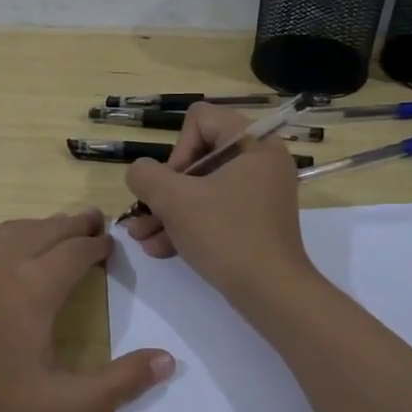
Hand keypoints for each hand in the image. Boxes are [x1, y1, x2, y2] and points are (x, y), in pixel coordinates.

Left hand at [0, 208, 172, 411]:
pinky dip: (7, 243)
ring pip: (10, 232)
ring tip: (54, 230)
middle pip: (44, 231)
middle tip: (92, 220)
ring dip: (38, 226)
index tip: (109, 243)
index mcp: (35, 288)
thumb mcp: (66, 407)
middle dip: (72, 223)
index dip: (95, 245)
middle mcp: (3, 267)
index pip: (74, 252)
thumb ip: (120, 384)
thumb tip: (168, 361)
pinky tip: (5, 263)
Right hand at [122, 104, 317, 308]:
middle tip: (147, 214)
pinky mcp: (254, 220)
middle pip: (197, 156)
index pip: (200, 119)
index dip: (177, 149)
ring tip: (141, 237)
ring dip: (168, 211)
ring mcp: (259, 192)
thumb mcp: (175, 200)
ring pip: (202, 188)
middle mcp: (260, 161)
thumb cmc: (225, 235)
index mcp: (253, 142)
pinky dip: (188, 225)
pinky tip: (159, 249)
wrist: (271, 292)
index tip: (172, 184)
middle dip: (164, 189)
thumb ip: (146, 176)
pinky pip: (214, 210)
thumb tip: (140, 172)